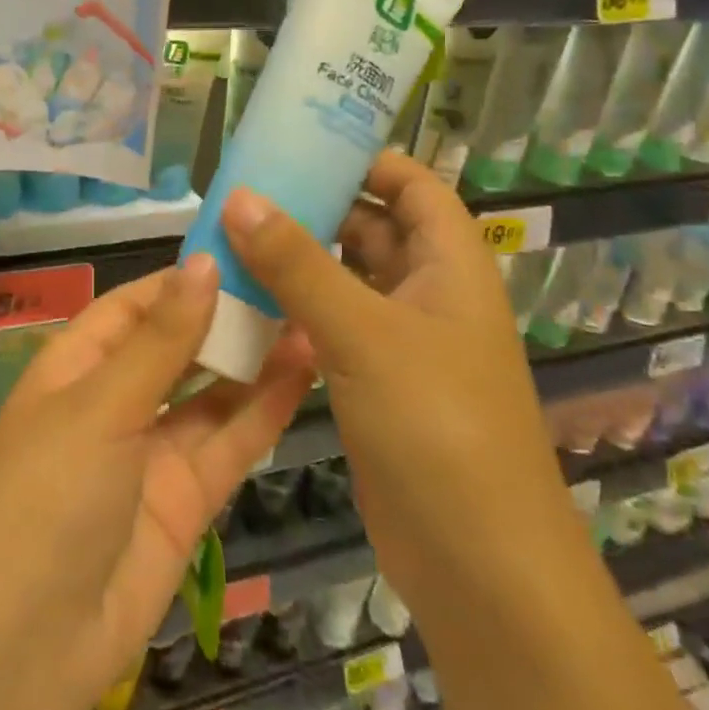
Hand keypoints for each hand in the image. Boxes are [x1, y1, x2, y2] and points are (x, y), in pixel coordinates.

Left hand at [0, 258, 313, 709]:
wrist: (29, 648)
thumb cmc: (47, 498)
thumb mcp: (100, 407)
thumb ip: (160, 341)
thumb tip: (202, 263)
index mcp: (74, 368)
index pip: (131, 308)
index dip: (180, 281)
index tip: (237, 251)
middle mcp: (113, 403)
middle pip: (175, 347)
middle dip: (224, 317)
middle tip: (289, 277)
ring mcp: (152, 453)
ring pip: (210, 394)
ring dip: (253, 359)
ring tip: (309, 314)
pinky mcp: (187, 499)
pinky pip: (228, 443)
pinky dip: (264, 409)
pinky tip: (305, 371)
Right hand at [219, 151, 568, 589]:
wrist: (478, 563)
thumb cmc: (437, 427)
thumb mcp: (364, 334)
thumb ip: (298, 265)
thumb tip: (239, 197)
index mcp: (450, 266)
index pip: (414, 186)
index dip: (367, 159)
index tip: (301, 145)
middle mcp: (429, 295)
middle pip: (373, 228)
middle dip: (316, 206)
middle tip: (245, 190)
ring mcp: (401, 343)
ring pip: (345, 280)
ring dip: (298, 261)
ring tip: (230, 237)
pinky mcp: (374, 384)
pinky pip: (331, 327)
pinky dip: (294, 310)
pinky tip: (243, 303)